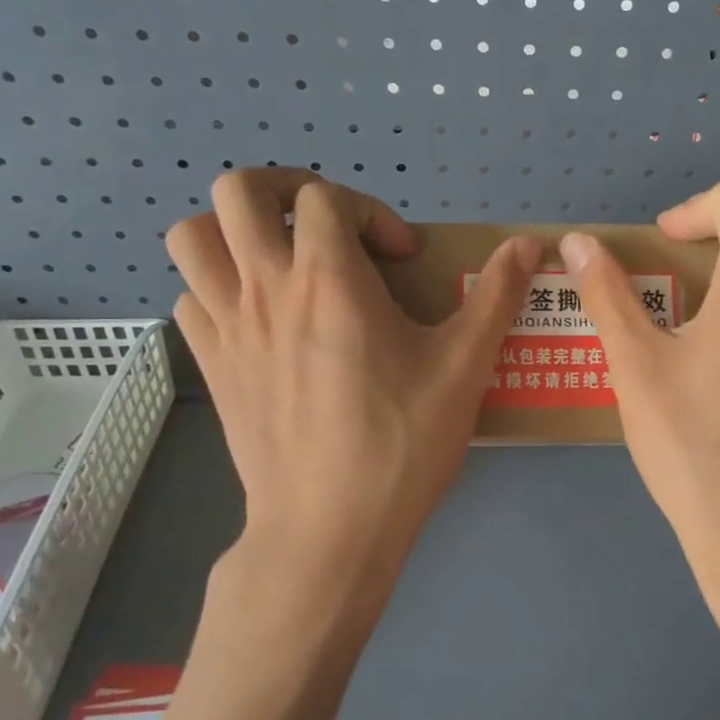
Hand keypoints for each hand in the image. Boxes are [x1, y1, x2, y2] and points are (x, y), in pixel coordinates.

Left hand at [166, 169, 537, 626]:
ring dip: (234, 232)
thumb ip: (496, 296)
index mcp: (328, 279)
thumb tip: (528, 244)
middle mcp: (264, 288)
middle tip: (327, 229)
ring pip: (192, 236)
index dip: (369, 210)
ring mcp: (226, 327)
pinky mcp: (210, 367)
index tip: (400, 258)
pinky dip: (218, 289)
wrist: (329, 529)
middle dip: (285, 190)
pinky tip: (260, 320)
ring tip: (281, 263)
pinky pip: (190, 297)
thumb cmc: (401, 443)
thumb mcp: (464, 367)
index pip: (324, 197)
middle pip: (237, 190)